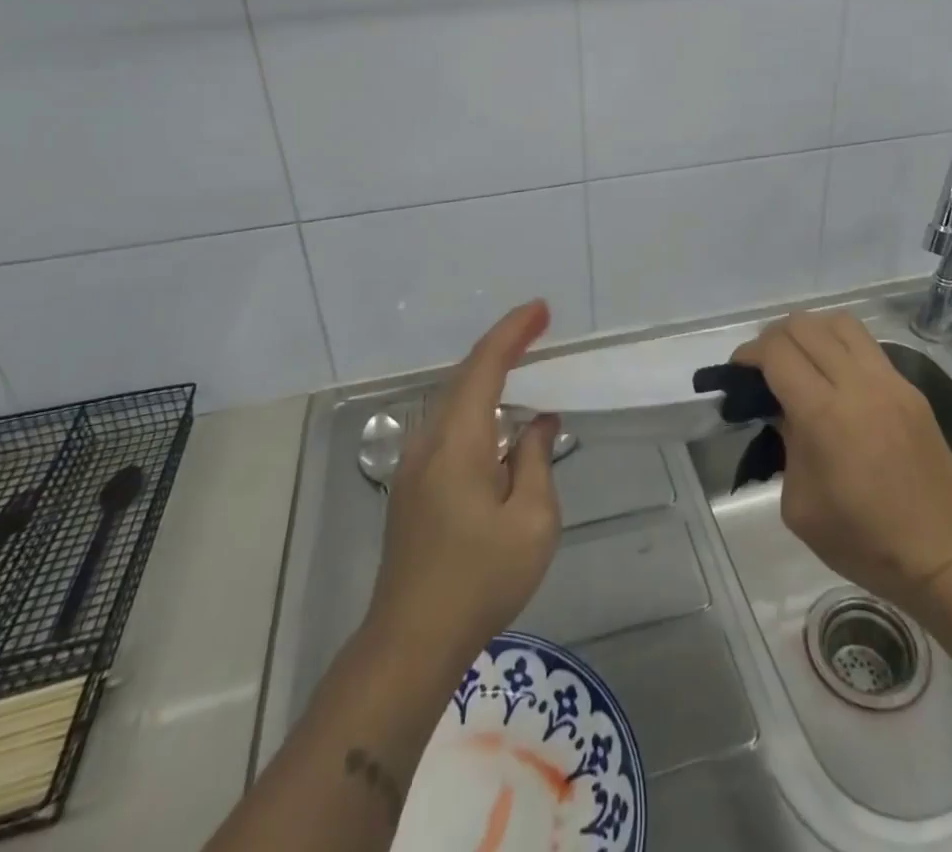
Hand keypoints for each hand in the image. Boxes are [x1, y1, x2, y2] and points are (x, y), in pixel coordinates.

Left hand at [368, 301, 562, 669]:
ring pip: (453, 400)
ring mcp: (415, 465)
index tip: (541, 309)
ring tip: (523, 362)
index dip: (513, 332)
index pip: (485, 366)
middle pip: (465, 376)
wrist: (410, 642)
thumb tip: (537, 423)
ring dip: (487, 375)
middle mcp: (429, 442)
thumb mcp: (532, 521)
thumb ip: (536, 461)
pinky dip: (476, 405)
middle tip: (538, 327)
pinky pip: (448, 426)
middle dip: (502, 345)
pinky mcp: (412, 487)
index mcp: (457, 442)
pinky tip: (497, 420)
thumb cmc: (479, 580)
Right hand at [733, 312, 951, 617]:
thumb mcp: (799, 505)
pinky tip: (836, 379)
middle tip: (764, 367)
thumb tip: (782, 410)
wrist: (944, 556)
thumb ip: (784, 444)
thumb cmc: (863, 541)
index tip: (739, 371)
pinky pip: (867, 345)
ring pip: (840, 322)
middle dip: (774, 338)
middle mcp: (857, 385)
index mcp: (824, 416)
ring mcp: (890, 381)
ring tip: (801, 360)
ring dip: (810, 331)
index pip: (777, 352)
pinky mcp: (910, 388)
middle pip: (804, 325)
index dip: (749, 353)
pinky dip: (840, 346)